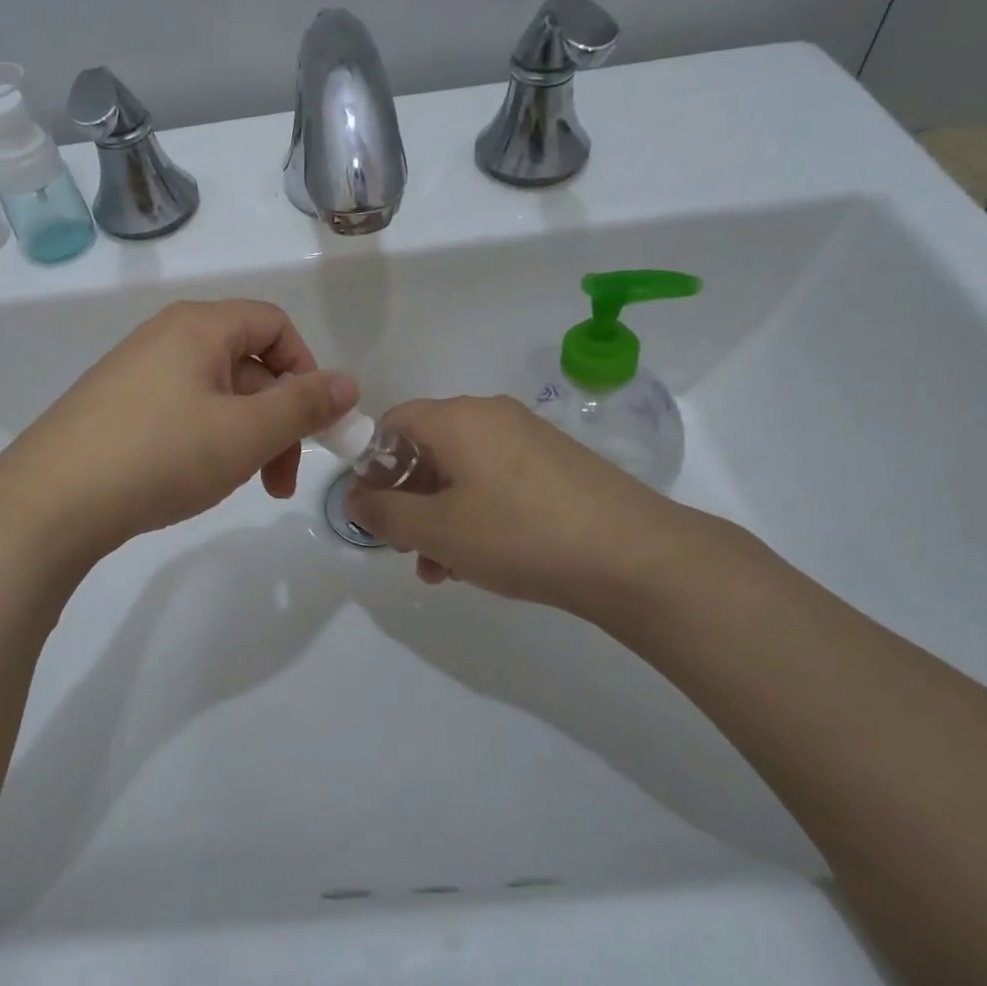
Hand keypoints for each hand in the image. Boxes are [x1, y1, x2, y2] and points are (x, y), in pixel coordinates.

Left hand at [0, 300, 357, 562]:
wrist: (49, 503)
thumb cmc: (160, 455)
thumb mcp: (245, 432)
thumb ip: (304, 405)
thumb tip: (348, 382)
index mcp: (199, 326)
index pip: (275, 324)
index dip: (306, 369)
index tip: (312, 424)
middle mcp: (165, 337)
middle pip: (247, 363)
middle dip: (277, 419)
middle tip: (280, 479)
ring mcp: (136, 373)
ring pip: (216, 394)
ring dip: (245, 436)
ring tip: (240, 484)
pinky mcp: (115, 408)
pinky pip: (182, 412)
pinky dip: (206, 442)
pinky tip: (196, 480)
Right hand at [343, 396, 707, 620]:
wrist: (632, 555)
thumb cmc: (518, 534)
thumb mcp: (437, 530)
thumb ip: (384, 513)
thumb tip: (354, 497)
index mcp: (456, 418)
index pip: (392, 424)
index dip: (372, 466)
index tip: (373, 511)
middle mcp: (490, 415)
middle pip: (428, 449)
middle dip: (408, 501)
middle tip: (407, 549)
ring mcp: (528, 437)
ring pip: (462, 472)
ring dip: (441, 516)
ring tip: (443, 570)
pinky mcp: (556, 464)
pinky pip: (497, 481)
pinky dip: (477, 513)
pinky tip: (483, 560)